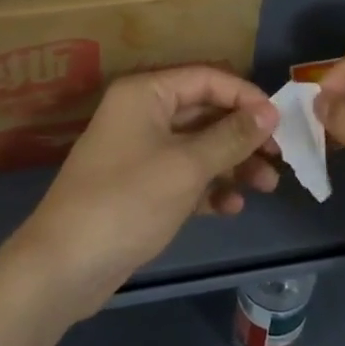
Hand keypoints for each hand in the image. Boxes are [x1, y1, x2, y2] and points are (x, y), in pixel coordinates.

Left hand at [14, 66, 280, 316]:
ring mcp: (139, 151)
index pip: (207, 79)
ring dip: (232, 164)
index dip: (246, 97)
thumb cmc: (128, 201)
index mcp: (146, 93)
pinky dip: (208, 187)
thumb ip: (232, 137)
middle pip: (205, 113)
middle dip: (243, 135)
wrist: (64, 266)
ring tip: (266, 186)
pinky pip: (183, 175)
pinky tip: (231, 207)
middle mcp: (142, 113)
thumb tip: (269, 112)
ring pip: (197, 146)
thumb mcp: (187, 166)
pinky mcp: (140, 186)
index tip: (280, 122)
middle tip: (278, 158)